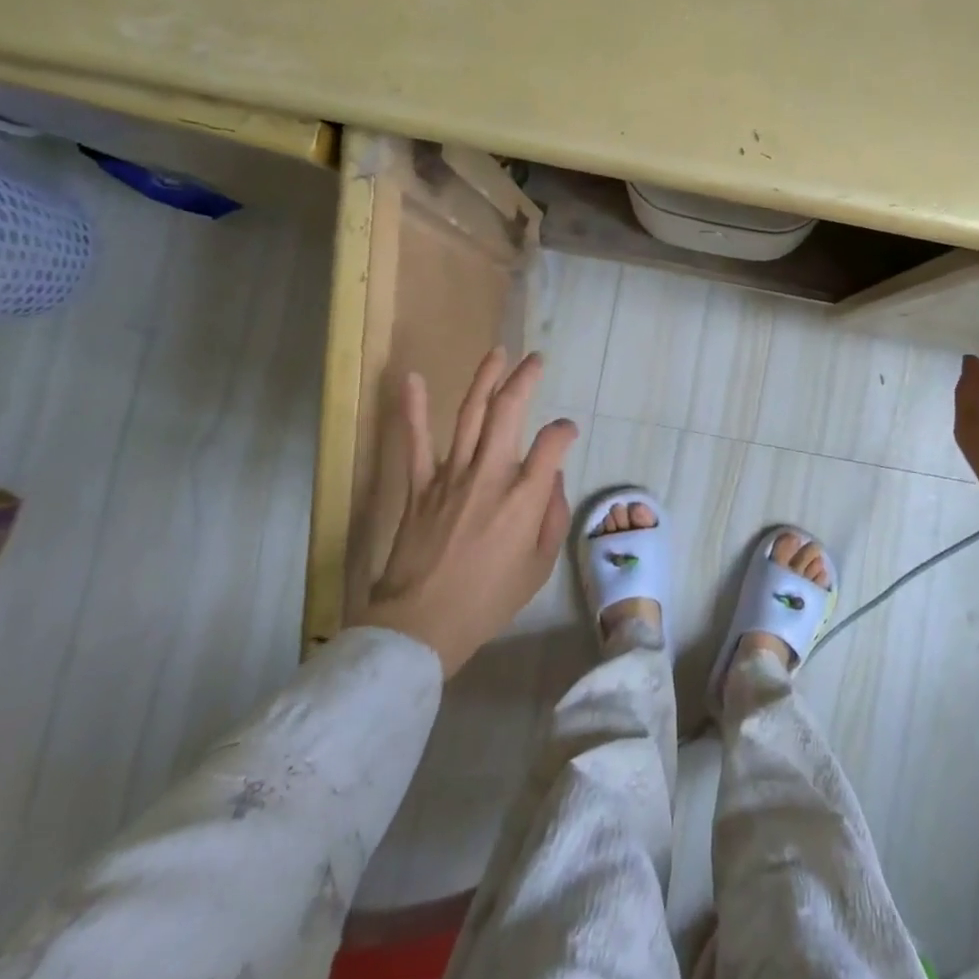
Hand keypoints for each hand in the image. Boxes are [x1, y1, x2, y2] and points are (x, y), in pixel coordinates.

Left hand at [365, 348, 577, 675]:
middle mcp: (491, 474)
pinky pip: (415, 442)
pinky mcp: (419, 485)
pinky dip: (413, 409)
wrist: (422, 625)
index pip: (553, 442)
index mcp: (524, 497)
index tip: (566, 434)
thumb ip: (552, 517)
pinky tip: (412, 379)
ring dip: (484, 379)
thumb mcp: (539, 567)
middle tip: (536, 360)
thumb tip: (552, 478)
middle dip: (525, 379)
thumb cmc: (489, 600)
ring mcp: (451, 476)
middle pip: (509, 412)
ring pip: (470, 414)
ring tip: (497, 353)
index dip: (564, 431)